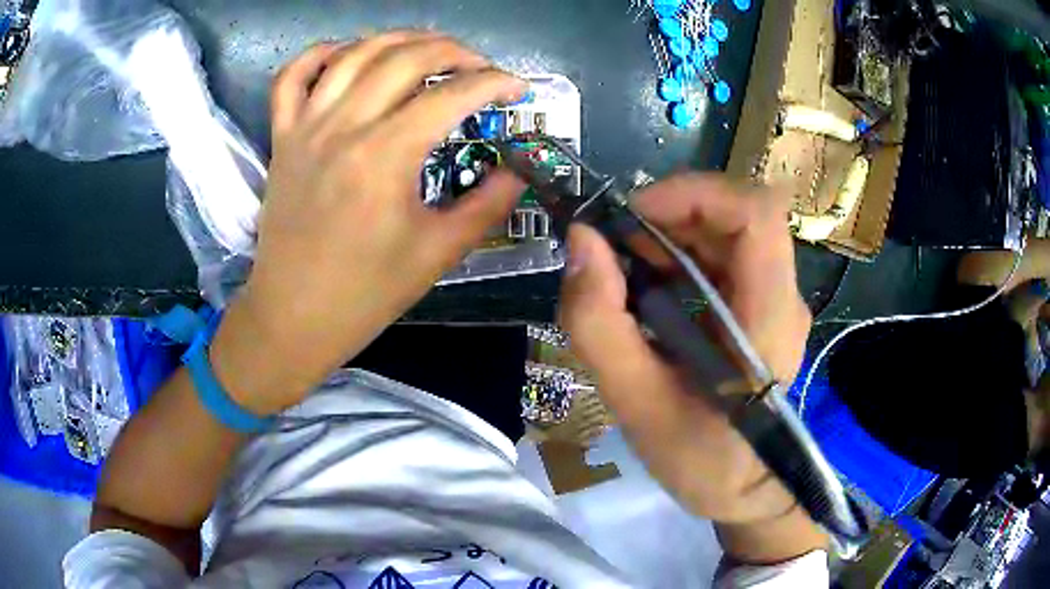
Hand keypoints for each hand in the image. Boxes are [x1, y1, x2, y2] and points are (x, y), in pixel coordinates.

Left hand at [211, 32, 527, 414]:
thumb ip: (487, 205)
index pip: (452, 96)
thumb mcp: (438, 254)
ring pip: (354, 53)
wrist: (293, 318)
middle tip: (479, 66)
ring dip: (399, 39)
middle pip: (406, 58)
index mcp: (385, 157)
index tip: (518, 88)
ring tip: (428, 48)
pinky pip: (291, 77)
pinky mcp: (282, 137)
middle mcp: (344, 127)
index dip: (495, 83)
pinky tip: (348, 54)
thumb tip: (519, 171)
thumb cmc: (365, 294)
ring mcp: (306, 127)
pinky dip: (320, 53)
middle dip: (455, 51)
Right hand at [560, 174, 823, 561]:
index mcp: (768, 319)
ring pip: (727, 227)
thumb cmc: (701, 460)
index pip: (757, 214)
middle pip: (738, 211)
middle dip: (671, 211)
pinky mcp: (761, 303)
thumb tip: (581, 241)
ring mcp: (776, 297)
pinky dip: (679, 252)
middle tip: (616, 244)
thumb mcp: (637, 405)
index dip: (696, 194)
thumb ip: (600, 325)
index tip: (634, 215)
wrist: (745, 489)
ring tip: (626, 267)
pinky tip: (649, 285)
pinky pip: (723, 252)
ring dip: (671, 230)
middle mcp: (783, 295)